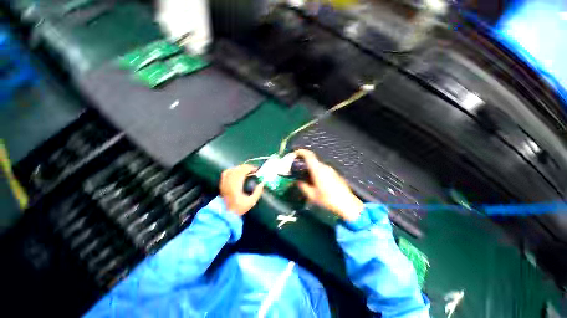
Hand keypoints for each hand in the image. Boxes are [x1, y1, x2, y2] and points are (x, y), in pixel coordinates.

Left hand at [220, 164, 263, 215]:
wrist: (226, 214)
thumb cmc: (239, 208)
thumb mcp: (251, 202)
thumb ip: (258, 192)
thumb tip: (262, 183)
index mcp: (236, 187)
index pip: (242, 172)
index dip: (249, 168)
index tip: (256, 169)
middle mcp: (229, 183)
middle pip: (237, 170)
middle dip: (246, 167)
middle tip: (253, 169)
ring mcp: (224, 183)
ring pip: (232, 170)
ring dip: (240, 168)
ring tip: (246, 169)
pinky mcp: (222, 184)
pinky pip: (226, 173)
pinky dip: (232, 169)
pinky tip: (236, 170)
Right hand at [294, 149, 363, 220]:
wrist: (347, 205)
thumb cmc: (328, 200)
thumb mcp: (312, 195)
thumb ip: (303, 186)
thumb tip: (298, 182)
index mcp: (318, 169)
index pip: (309, 155)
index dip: (301, 152)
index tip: (295, 153)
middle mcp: (325, 167)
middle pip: (313, 161)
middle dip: (304, 164)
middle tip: (298, 170)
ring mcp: (331, 170)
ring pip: (318, 166)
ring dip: (311, 169)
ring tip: (306, 178)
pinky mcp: (335, 174)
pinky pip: (324, 170)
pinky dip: (317, 172)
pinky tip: (316, 182)